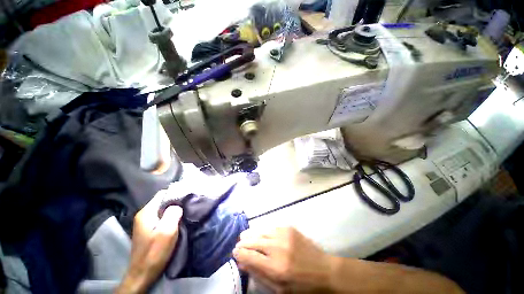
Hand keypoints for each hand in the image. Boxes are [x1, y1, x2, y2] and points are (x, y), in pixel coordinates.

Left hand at [116, 193, 182, 293]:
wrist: (142, 274)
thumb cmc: (155, 253)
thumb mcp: (167, 231)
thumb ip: (173, 214)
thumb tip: (178, 205)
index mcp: (146, 213)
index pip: (162, 194)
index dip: (175, 194)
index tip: (187, 198)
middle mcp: (143, 215)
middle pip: (162, 201)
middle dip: (175, 203)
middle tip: (187, 207)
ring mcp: (144, 223)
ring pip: (162, 209)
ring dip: (173, 211)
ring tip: (184, 213)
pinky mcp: (148, 230)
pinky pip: (160, 217)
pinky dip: (169, 217)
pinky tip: (176, 222)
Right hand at [233, 227, 335, 292]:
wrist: (324, 270)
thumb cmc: (301, 285)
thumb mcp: (279, 289)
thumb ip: (259, 275)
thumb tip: (243, 263)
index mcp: (275, 267)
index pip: (249, 256)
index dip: (239, 253)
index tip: (234, 253)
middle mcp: (278, 248)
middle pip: (254, 241)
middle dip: (243, 243)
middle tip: (238, 244)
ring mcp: (284, 235)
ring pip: (261, 231)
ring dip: (251, 234)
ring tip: (245, 236)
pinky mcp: (289, 228)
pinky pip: (272, 227)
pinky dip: (264, 231)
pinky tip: (261, 234)